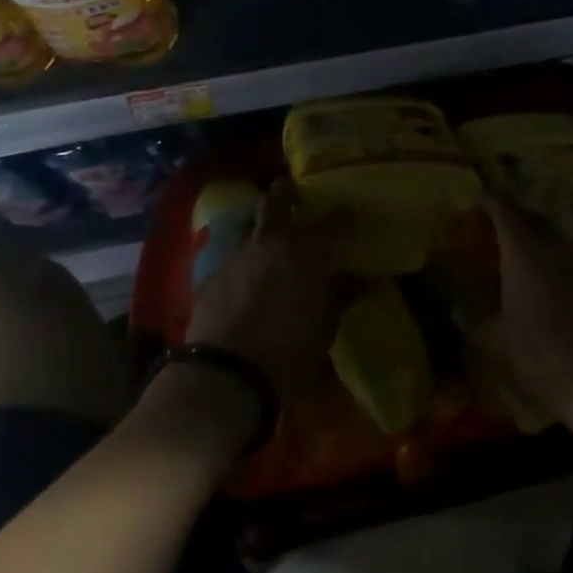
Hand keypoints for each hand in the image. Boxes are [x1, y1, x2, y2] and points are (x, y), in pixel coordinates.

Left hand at [186, 180, 348, 396]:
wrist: (224, 379)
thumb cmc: (287, 356)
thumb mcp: (325, 331)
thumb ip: (341, 298)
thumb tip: (360, 282)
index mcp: (309, 252)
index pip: (337, 221)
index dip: (346, 219)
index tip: (351, 222)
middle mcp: (273, 241)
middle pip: (279, 198)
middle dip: (288, 193)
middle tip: (296, 198)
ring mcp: (238, 254)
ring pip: (251, 225)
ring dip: (263, 230)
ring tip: (269, 247)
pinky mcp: (212, 275)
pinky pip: (232, 258)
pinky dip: (243, 265)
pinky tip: (243, 284)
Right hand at [470, 199, 572, 432]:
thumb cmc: (537, 353)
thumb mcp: (492, 341)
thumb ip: (474, 320)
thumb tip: (460, 311)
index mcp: (523, 251)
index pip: (505, 212)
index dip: (491, 203)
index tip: (478, 199)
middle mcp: (552, 248)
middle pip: (534, 218)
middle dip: (516, 215)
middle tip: (498, 222)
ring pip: (554, 238)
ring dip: (537, 237)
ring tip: (519, 250)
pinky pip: (568, 261)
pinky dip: (552, 261)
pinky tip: (543, 280)